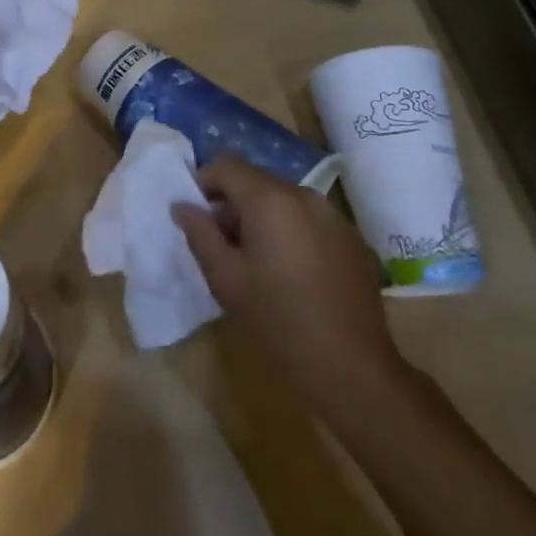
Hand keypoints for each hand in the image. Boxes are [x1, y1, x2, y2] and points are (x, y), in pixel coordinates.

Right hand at [173, 157, 409, 408]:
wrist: (352, 370)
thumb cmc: (278, 322)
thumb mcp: (226, 279)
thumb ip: (200, 233)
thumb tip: (182, 205)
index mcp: (270, 200)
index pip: (226, 165)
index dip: (204, 182)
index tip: (196, 214)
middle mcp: (304, 196)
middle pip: (257, 180)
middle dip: (233, 202)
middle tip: (222, 243)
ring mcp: (334, 216)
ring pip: (285, 199)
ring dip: (264, 217)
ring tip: (258, 260)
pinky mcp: (354, 239)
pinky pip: (310, 219)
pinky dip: (292, 231)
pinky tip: (293, 272)